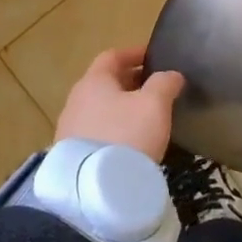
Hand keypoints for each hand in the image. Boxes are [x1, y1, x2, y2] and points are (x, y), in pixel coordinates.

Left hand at [55, 48, 184, 163]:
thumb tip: (171, 75)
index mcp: (94, 81)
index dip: (134, 53)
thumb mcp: (154, 104)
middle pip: (105, 83)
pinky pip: (96, 131)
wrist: (95, 188)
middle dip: (130, 81)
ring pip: (100, 108)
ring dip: (122, 107)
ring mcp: (70, 128)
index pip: (112, 56)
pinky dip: (114, 128)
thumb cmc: (127, 134)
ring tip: (145, 117)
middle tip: (154, 87)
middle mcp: (76, 100)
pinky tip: (130, 141)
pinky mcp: (72, 154)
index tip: (153, 56)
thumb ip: (164, 83)